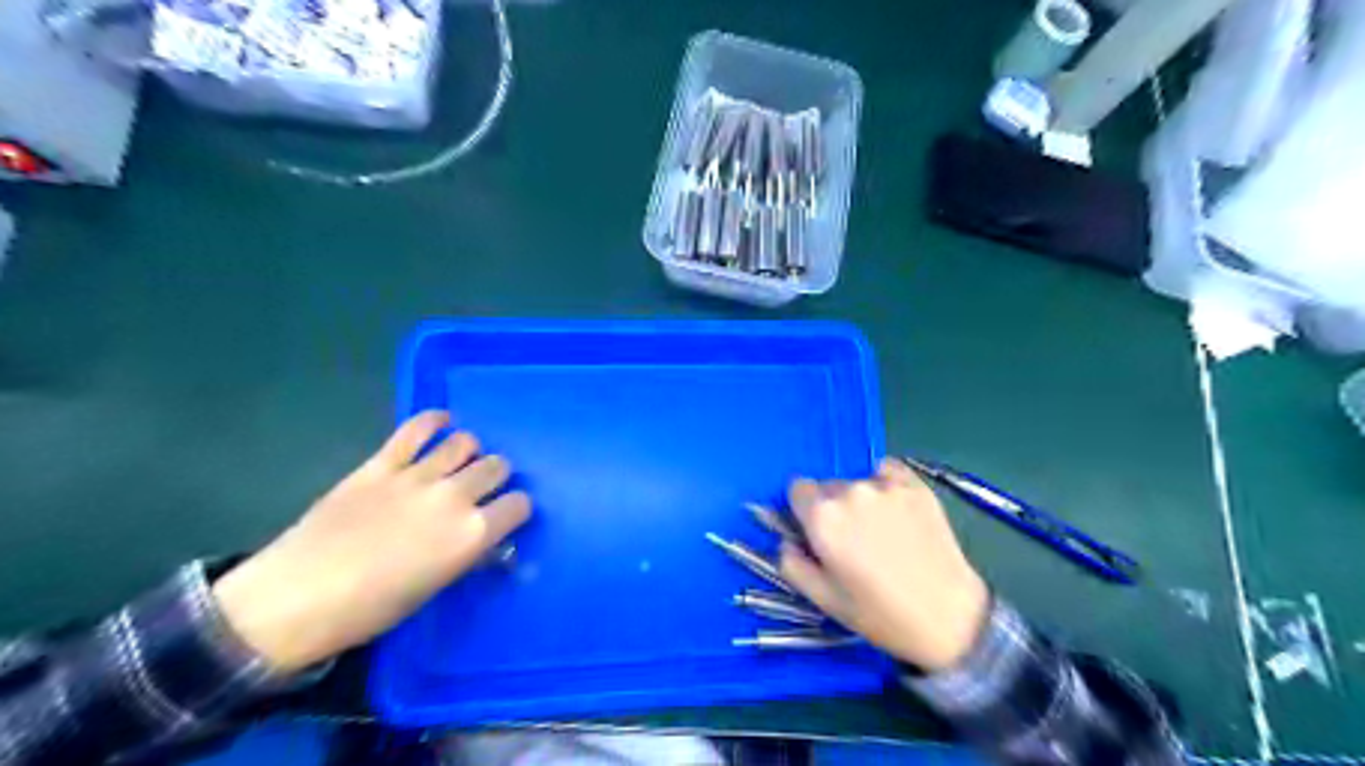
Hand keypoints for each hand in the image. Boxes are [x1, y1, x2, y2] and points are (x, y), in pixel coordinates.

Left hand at [211, 414, 532, 669]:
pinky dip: (434, 421)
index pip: (519, 504)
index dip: (516, 508)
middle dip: (496, 475)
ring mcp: (417, 475)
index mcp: (472, 535)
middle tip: (481, 487)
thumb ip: (467, 554)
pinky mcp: (382, 463)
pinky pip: (417, 428)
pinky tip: (440, 423)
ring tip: (458, 460)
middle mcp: (454, 497)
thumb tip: (485, 539)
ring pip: (465, 442)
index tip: (506, 514)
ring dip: (469, 450)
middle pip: (497, 466)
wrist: (296, 599)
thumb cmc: (371, 610)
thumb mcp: (434, 587)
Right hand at [778, 460, 991, 670]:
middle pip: (828, 486)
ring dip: (860, 499)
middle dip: (833, 506)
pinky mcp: (915, 485)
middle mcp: (850, 491)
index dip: (804, 510)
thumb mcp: (824, 600)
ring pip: (858, 481)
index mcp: (822, 517)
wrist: (949, 618)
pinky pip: (887, 471)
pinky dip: (886, 484)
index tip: (818, 532)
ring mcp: (885, 484)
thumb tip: (788, 541)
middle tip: (853, 539)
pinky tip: (898, 513)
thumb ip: (792, 565)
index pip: (797, 488)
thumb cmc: (880, 615)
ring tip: (882, 531)